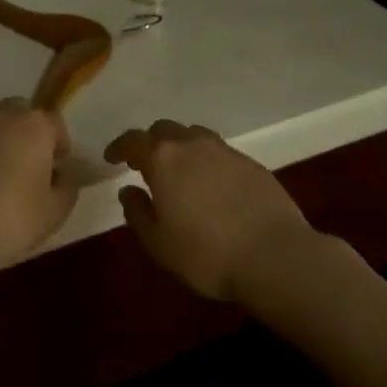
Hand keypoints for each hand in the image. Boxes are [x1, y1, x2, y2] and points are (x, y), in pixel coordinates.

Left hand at [0, 98, 76, 280]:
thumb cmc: (10, 222)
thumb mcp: (55, 213)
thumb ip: (67, 187)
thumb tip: (62, 175)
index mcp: (34, 127)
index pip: (55, 123)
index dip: (58, 145)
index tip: (55, 169)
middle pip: (18, 112)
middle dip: (23, 133)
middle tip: (23, 165)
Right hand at [103, 120, 315, 302]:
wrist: (274, 255)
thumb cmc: (206, 254)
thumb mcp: (158, 243)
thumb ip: (138, 213)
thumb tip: (128, 191)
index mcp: (164, 159)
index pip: (133, 140)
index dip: (119, 147)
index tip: (112, 158)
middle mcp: (193, 145)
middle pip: (165, 130)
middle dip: (150, 143)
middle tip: (145, 165)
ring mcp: (226, 151)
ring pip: (195, 136)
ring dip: (181, 147)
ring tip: (179, 172)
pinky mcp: (252, 163)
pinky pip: (219, 152)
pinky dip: (207, 160)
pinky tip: (211, 185)